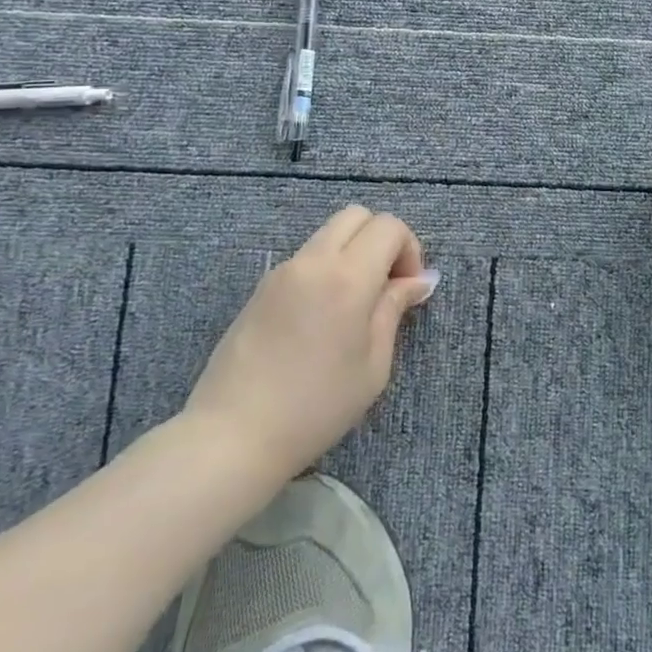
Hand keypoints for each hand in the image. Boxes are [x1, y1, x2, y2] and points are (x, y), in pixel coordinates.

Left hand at [182, 206, 438, 485]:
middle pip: (356, 216)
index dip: (409, 249)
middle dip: (381, 239)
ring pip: (328, 234)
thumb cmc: (316, 406)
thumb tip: (417, 280)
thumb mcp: (373, 364)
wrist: (233, 435)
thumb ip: (394, 310)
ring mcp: (282, 272)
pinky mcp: (260, 289)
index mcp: (347, 277)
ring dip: (352, 253)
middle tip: (386, 285)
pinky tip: (322, 319)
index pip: (388, 226)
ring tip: (354, 306)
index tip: (408, 288)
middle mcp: (313, 262)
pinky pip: (305, 259)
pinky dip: (326, 269)